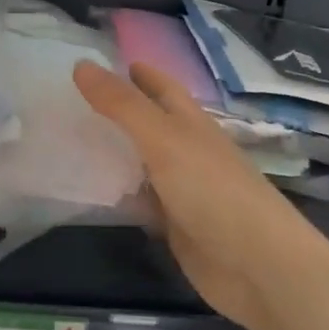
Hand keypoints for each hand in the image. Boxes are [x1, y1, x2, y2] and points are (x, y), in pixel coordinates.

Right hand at [73, 60, 306, 329]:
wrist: (259, 268)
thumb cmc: (213, 191)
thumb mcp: (163, 139)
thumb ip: (122, 105)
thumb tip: (81, 64)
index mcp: (191, 122)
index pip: (161, 87)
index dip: (137, 73)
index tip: (101, 62)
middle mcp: (186, 150)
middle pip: (149, 123)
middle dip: (117, 110)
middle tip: (70, 100)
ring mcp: (182, 189)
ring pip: (140, 162)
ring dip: (113, 152)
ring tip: (69, 140)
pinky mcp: (175, 225)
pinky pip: (139, 201)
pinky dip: (117, 193)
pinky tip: (88, 191)